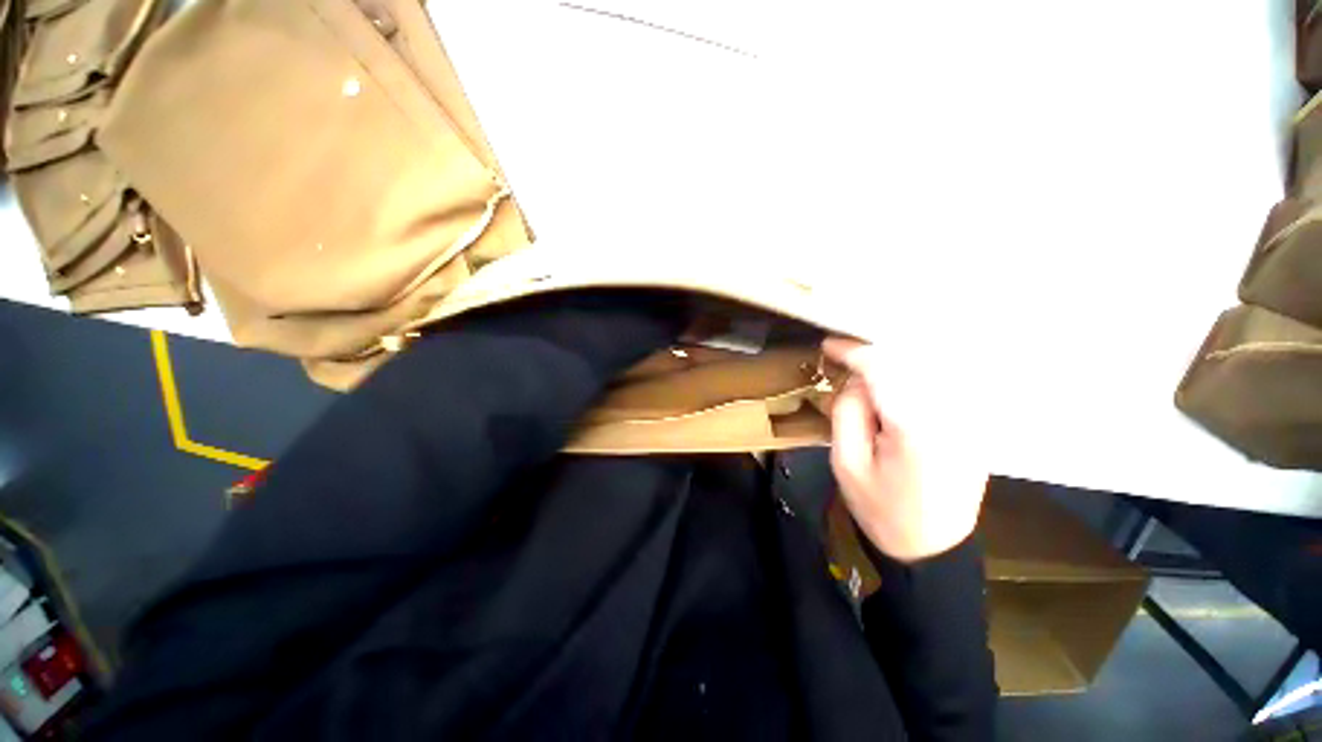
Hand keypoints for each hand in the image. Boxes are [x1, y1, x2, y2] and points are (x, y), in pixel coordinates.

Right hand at [823, 338, 988, 561]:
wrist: (932, 549)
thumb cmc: (881, 509)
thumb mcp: (846, 464)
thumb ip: (847, 413)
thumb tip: (857, 382)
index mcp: (915, 427)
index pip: (883, 368)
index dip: (853, 351)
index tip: (829, 345)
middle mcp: (950, 415)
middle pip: (909, 363)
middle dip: (873, 357)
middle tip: (844, 361)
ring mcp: (967, 420)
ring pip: (928, 369)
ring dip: (894, 365)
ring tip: (865, 371)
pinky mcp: (972, 426)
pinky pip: (941, 385)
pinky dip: (914, 376)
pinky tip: (895, 383)